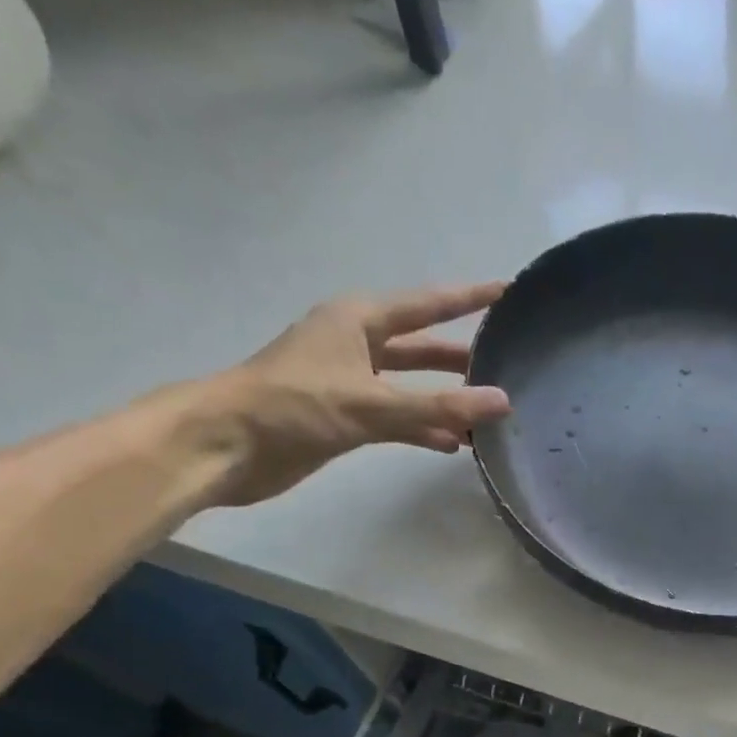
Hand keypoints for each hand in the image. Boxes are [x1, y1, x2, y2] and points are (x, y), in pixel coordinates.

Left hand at [195, 285, 512, 507]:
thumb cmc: (295, 407)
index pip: (427, 304)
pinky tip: (453, 444)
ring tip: (490, 413)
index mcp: (358, 320)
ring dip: (446, 399)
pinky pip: (399, 418)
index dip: (467, 298)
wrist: (228, 445)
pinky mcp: (345, 418)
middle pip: (422, 346)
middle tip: (509, 364)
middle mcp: (357, 345)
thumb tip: (503, 402)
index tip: (506, 291)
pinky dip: (424, 429)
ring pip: (412, 386)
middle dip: (462, 357)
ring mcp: (351, 383)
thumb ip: (439, 406)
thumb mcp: (371, 404)